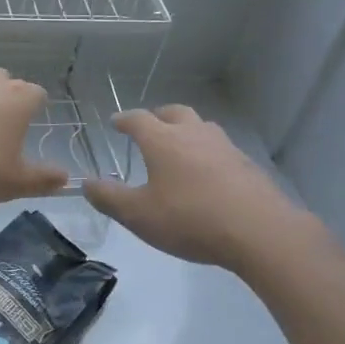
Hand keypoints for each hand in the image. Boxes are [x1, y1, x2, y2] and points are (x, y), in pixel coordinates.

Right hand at [83, 105, 305, 271]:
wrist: (258, 230)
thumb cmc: (190, 219)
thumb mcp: (139, 215)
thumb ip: (109, 198)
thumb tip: (85, 183)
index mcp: (163, 141)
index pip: (138, 119)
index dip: (124, 119)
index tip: (115, 122)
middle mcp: (193, 134)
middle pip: (173, 112)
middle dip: (158, 117)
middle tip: (150, 128)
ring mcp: (224, 146)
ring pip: (201, 127)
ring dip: (186, 131)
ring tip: (180, 149)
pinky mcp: (246, 164)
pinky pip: (221, 148)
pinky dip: (208, 153)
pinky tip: (209, 174)